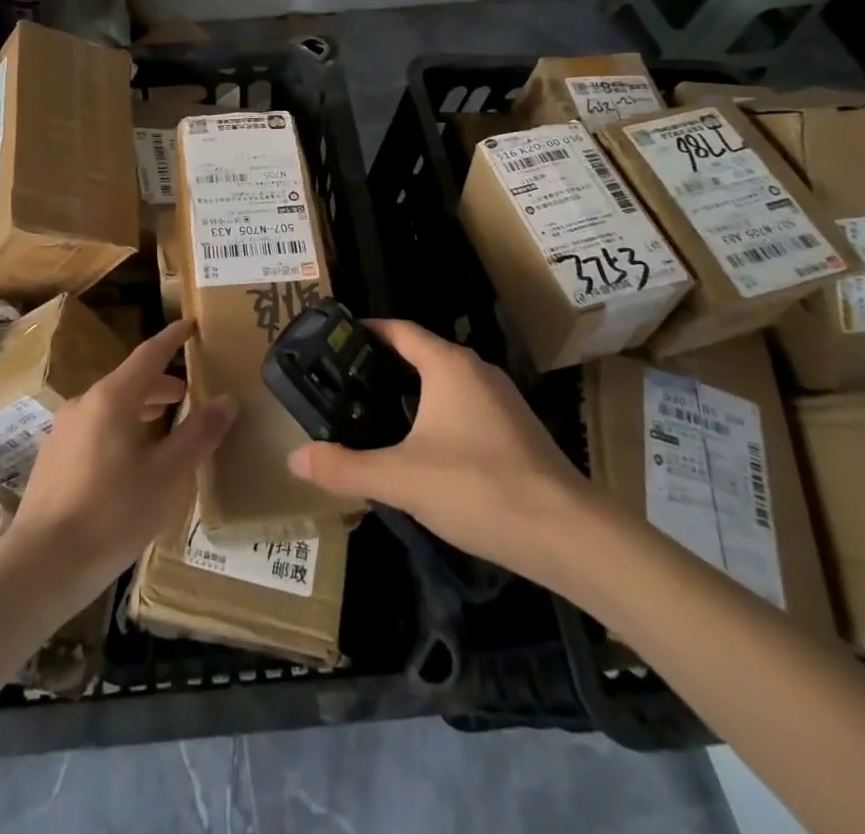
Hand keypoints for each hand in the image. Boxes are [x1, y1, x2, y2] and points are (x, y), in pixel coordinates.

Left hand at [5, 320, 235, 609]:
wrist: (42, 564)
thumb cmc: (113, 514)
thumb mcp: (168, 476)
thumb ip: (199, 434)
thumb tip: (227, 399)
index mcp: (113, 398)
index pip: (149, 354)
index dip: (173, 338)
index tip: (191, 325)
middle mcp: (85, 403)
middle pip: (130, 381)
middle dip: (161, 384)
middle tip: (188, 394)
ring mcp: (64, 429)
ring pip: (111, 406)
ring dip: (141, 409)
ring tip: (164, 429)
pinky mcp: (53, 456)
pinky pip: (95, 427)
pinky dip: (120, 429)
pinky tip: (130, 462)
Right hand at [286, 320, 595, 579]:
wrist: (568, 535)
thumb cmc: (480, 488)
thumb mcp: (402, 479)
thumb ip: (346, 468)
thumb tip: (295, 458)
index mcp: (448, 365)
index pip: (398, 330)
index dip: (365, 331)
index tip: (332, 344)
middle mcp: (476, 370)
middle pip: (420, 353)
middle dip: (380, 366)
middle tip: (341, 386)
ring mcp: (500, 399)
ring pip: (443, 382)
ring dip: (409, 392)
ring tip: (371, 415)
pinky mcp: (514, 428)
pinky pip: (463, 405)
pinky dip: (434, 413)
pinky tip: (419, 448)